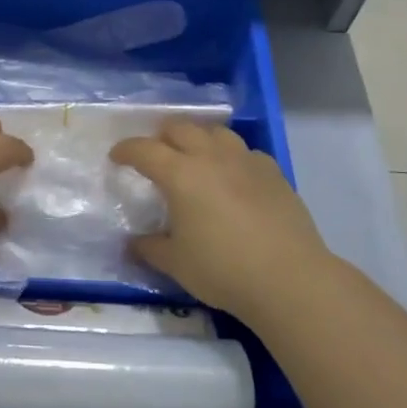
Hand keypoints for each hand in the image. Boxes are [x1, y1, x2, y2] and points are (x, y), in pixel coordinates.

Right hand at [111, 121, 335, 318]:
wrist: (290, 279)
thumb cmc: (222, 269)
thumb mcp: (175, 263)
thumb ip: (149, 247)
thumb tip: (133, 242)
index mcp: (180, 174)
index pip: (144, 150)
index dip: (126, 150)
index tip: (117, 157)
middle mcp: (211, 157)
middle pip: (180, 128)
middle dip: (161, 136)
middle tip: (155, 154)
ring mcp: (246, 161)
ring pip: (216, 132)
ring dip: (198, 139)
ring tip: (194, 157)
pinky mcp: (274, 173)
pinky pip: (245, 152)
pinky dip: (231, 157)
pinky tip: (233, 177)